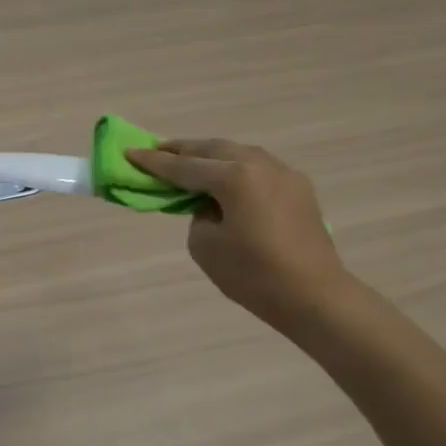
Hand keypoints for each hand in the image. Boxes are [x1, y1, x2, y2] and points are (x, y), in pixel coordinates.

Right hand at [127, 137, 349, 335]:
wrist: (314, 296)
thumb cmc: (254, 275)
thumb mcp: (206, 247)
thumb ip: (198, 216)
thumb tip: (210, 206)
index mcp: (235, 177)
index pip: (184, 167)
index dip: (154, 163)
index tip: (130, 152)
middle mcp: (260, 164)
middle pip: (213, 149)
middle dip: (183, 149)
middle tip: (156, 150)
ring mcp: (284, 173)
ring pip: (238, 152)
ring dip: (211, 155)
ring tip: (189, 161)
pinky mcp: (298, 188)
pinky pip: (257, 167)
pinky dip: (235, 167)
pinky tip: (225, 178)